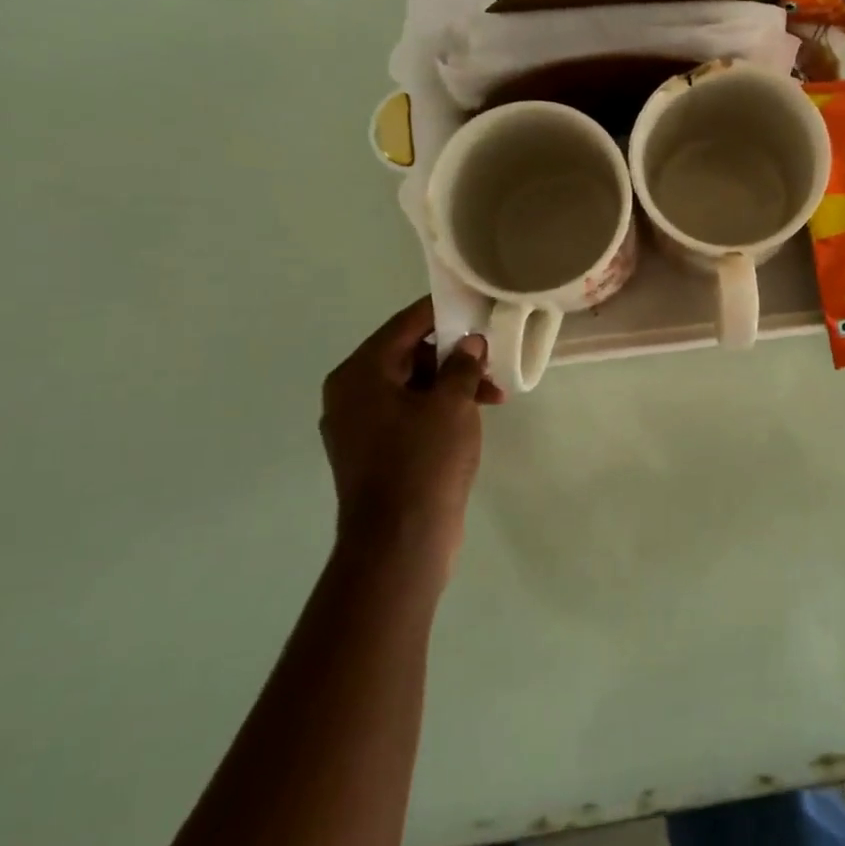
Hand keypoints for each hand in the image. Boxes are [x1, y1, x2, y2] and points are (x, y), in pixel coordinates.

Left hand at [320, 298, 504, 586]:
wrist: (400, 541)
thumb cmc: (423, 461)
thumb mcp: (452, 404)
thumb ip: (462, 365)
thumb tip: (469, 343)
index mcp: (360, 373)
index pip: (404, 325)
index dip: (441, 312)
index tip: (474, 304)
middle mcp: (350, 394)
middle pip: (407, 355)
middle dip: (453, 355)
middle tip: (491, 360)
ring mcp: (359, 426)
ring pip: (411, 386)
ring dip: (451, 384)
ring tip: (494, 396)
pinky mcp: (373, 452)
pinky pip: (407, 413)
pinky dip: (438, 408)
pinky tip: (471, 417)